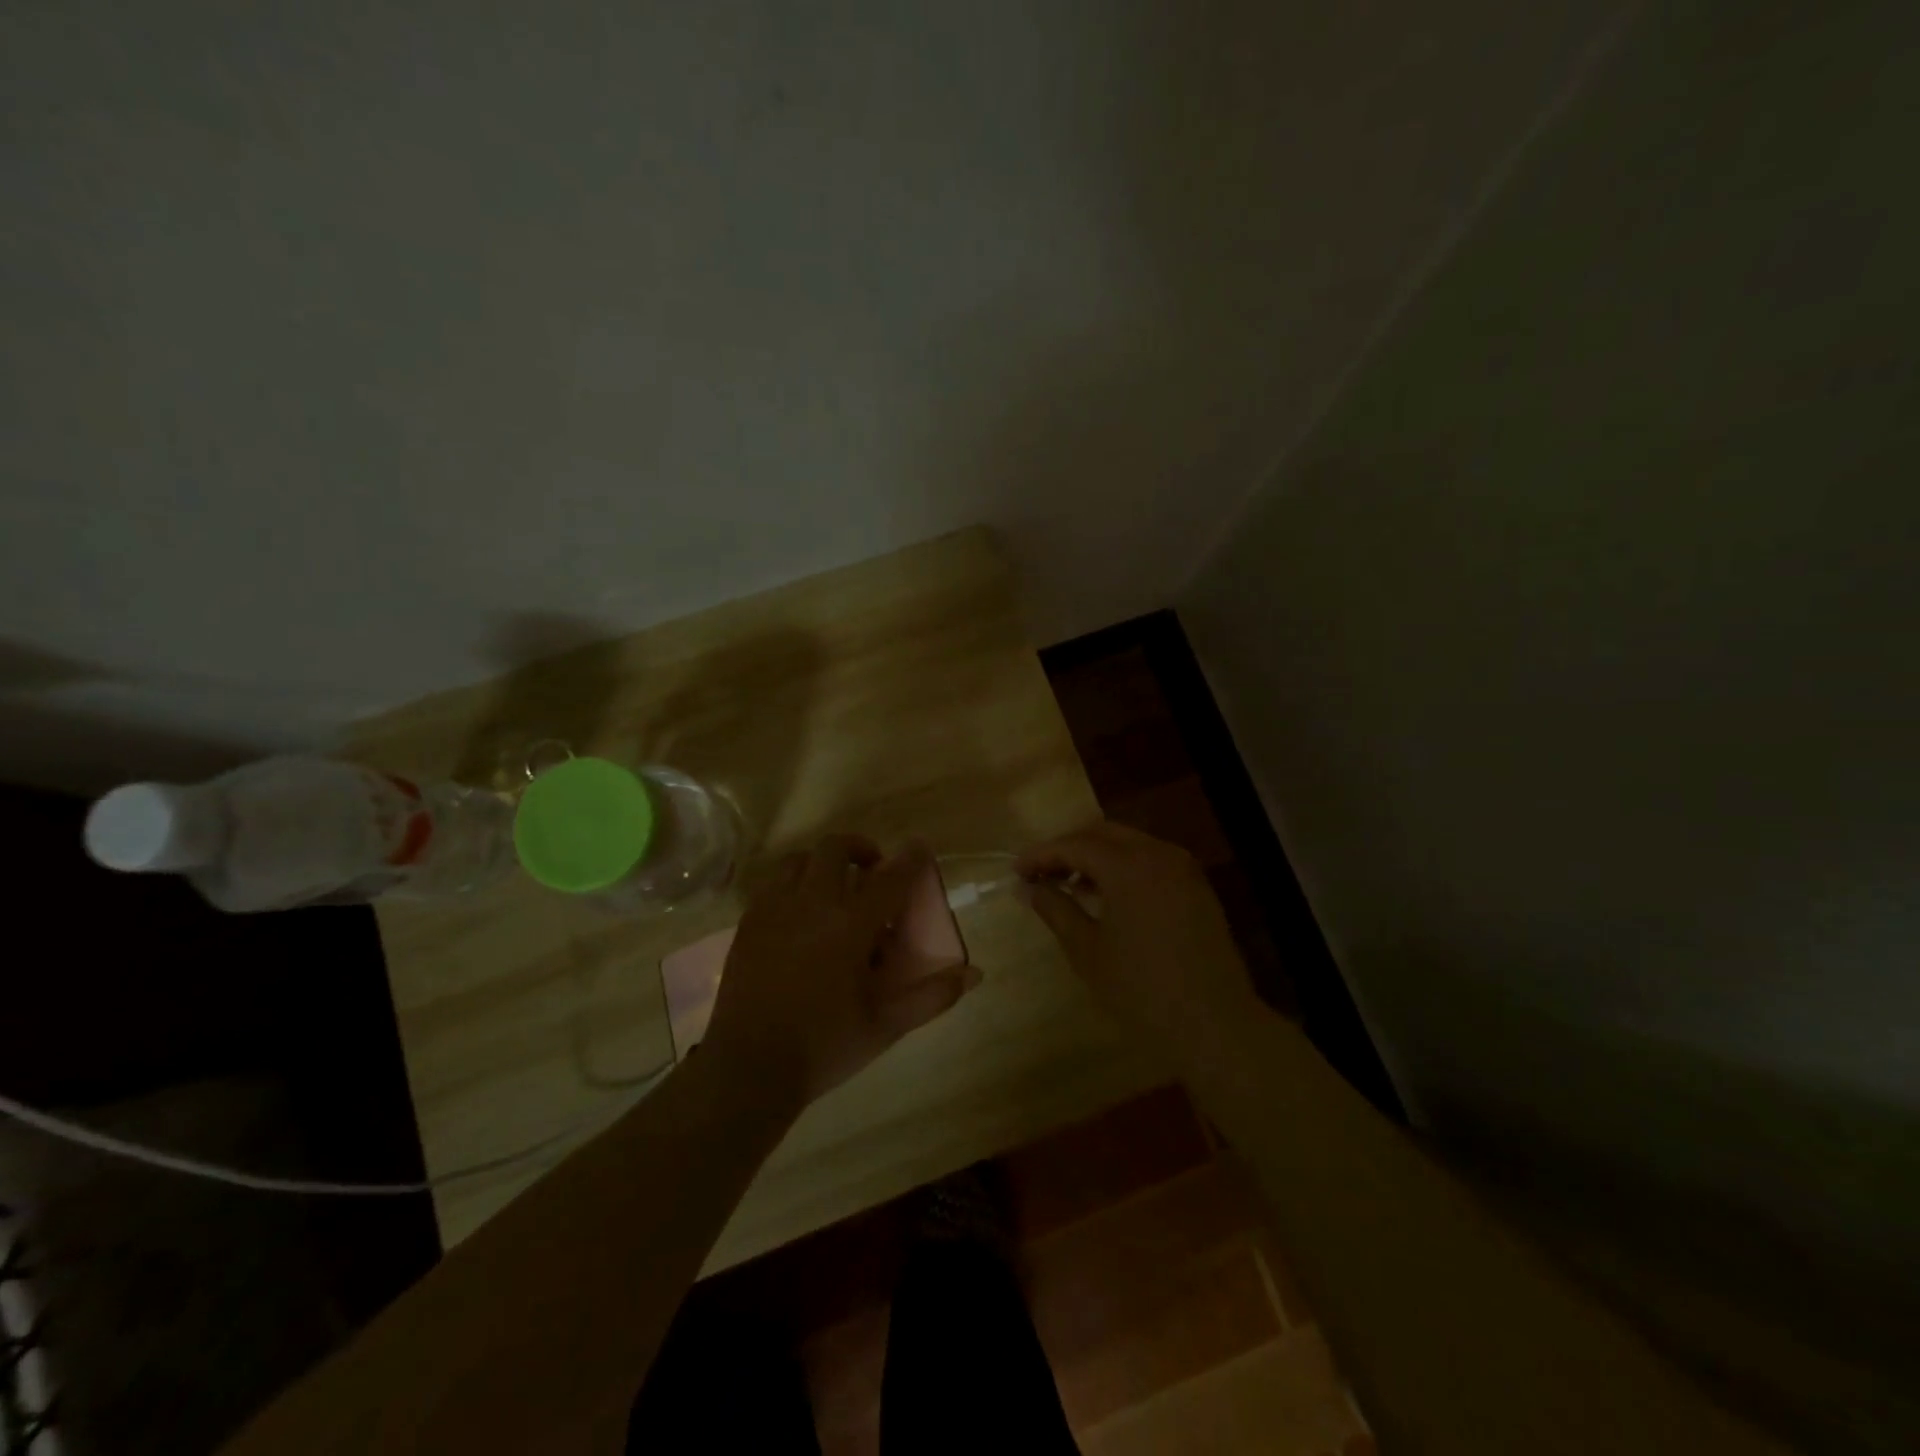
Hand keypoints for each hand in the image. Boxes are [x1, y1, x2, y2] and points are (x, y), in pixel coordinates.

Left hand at [703, 835, 980, 1106]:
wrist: (748, 1068)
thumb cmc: (825, 1045)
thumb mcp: (886, 1025)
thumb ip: (931, 996)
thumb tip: (974, 974)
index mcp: (850, 925)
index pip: (890, 878)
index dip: (910, 859)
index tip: (920, 847)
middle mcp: (812, 904)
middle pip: (836, 849)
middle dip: (860, 849)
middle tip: (872, 870)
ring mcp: (775, 909)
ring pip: (799, 860)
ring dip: (822, 863)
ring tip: (833, 888)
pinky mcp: (748, 923)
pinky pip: (773, 884)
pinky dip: (793, 885)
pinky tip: (800, 915)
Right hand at [1017, 822, 1256, 1041]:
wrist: (1214, 1025)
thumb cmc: (1141, 990)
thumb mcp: (1087, 951)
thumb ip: (1056, 909)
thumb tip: (1028, 888)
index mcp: (1129, 865)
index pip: (1075, 845)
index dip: (1041, 854)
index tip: (1016, 871)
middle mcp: (1158, 854)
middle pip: (1103, 834)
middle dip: (1069, 848)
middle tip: (1041, 874)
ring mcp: (1183, 869)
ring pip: (1130, 844)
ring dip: (1097, 856)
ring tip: (1070, 885)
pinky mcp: (1197, 887)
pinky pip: (1152, 861)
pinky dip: (1124, 868)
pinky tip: (1108, 895)